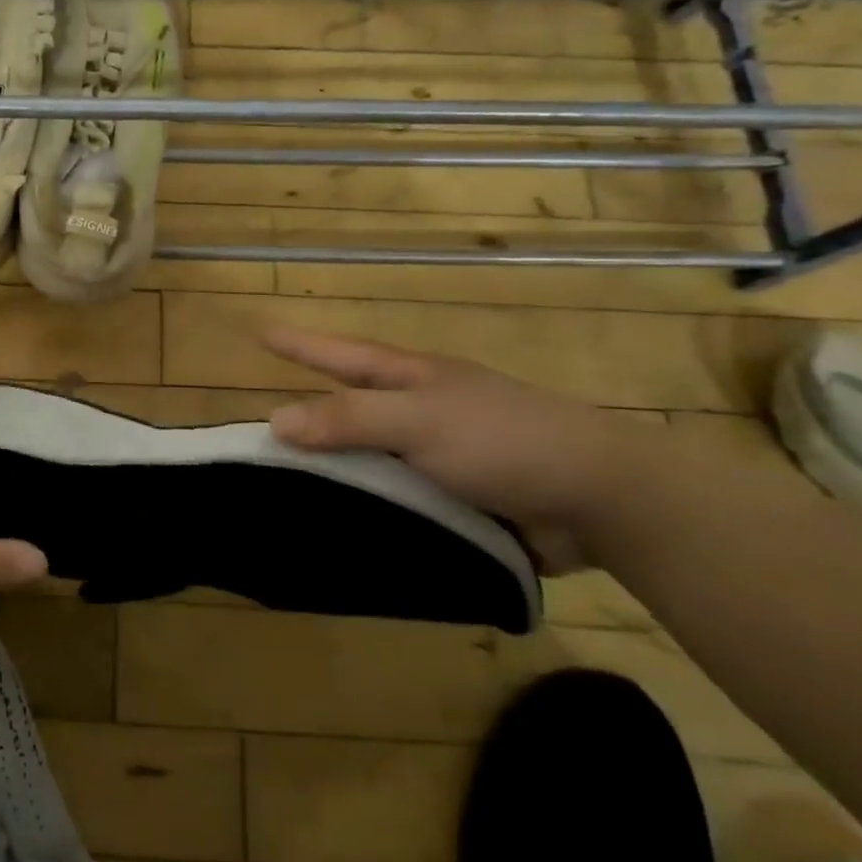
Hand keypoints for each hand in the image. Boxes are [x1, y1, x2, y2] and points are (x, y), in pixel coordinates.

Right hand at [264, 329, 650, 572]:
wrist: (601, 502)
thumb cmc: (504, 441)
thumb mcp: (419, 421)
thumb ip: (350, 419)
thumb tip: (275, 421)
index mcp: (414, 379)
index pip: (342, 356)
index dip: (301, 346)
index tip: (260, 333)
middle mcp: (421, 413)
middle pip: (351, 409)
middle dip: (310, 414)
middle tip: (263, 429)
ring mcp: (439, 457)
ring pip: (370, 459)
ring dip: (335, 471)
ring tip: (285, 488)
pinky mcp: (455, 500)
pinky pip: (396, 500)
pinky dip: (368, 508)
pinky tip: (339, 528)